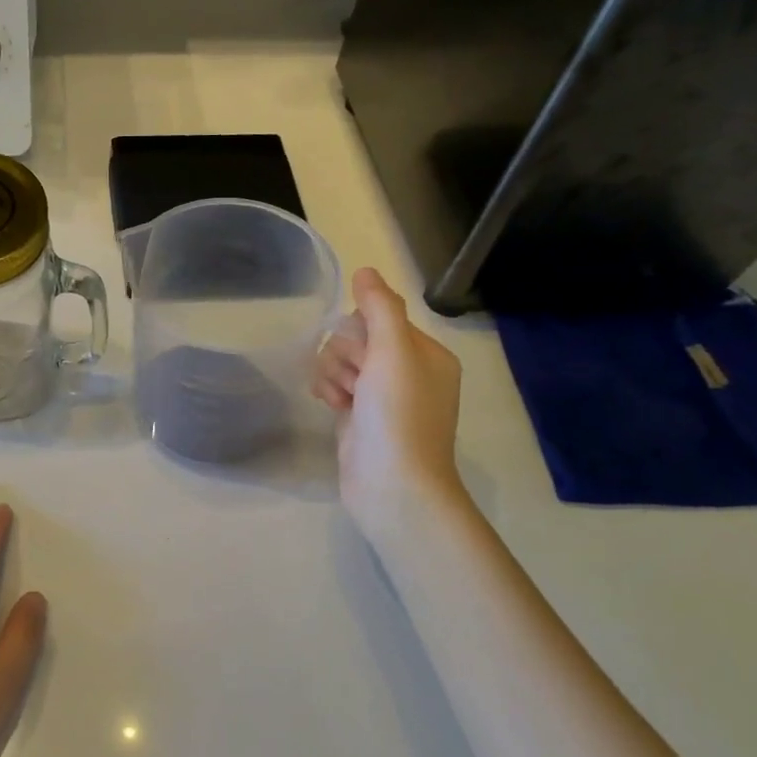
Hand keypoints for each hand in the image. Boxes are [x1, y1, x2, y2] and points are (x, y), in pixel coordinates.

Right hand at [314, 267, 466, 537]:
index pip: (379, 317)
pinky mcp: (360, 418)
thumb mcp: (393, 353)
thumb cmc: (398, 416)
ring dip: (333, 374)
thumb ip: (379, 307)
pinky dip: (329, 391)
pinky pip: (336, 386)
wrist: (392, 486)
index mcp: (426, 354)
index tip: (363, 358)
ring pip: (341, 362)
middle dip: (344, 356)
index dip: (360, 332)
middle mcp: (408, 372)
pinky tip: (331, 407)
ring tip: (341, 399)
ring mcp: (382, 397)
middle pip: (357, 339)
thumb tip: (365, 270)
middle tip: (354, 383)